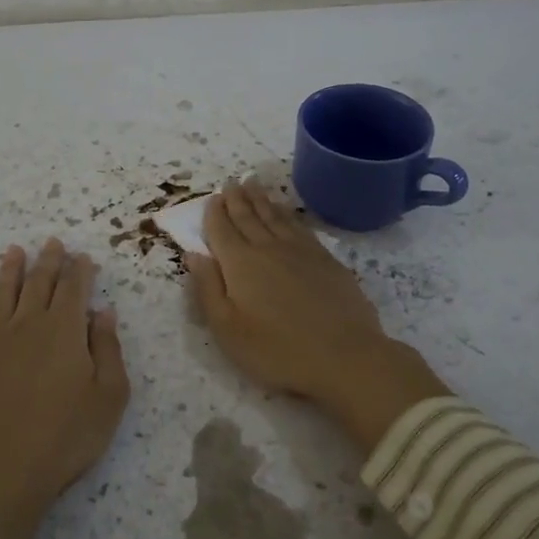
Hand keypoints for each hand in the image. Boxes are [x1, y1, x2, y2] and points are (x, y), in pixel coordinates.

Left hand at [0, 238, 130, 523]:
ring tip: (13, 251)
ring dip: (8, 271)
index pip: (74, 289)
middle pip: (38, 284)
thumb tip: (103, 312)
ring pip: (0, 295)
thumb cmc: (66, 438)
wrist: (1, 474)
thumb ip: (108, 350)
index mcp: (64, 331)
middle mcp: (27, 325)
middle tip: (51, 242)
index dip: (79, 270)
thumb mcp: (109, 397)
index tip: (82, 255)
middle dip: (48, 261)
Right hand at [187, 181, 443, 450]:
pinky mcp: (326, 259)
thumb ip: (207, 289)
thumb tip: (193, 254)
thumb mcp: (228, 329)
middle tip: (231, 182)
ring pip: (275, 216)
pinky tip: (285, 212)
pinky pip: (300, 226)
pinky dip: (287, 214)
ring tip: (253, 184)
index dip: (214, 213)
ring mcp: (300, 251)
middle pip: (248, 216)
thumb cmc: (277, 351)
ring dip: (261, 199)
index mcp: (240, 264)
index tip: (211, 198)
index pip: (221, 230)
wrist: (345, 356)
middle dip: (236, 198)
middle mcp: (268, 248)